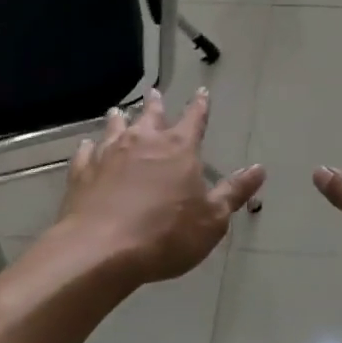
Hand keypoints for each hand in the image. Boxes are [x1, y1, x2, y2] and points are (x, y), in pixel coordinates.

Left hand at [58, 89, 264, 284]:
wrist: (101, 250)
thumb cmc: (166, 234)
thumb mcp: (212, 219)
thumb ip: (234, 192)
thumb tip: (259, 169)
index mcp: (179, 147)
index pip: (194, 118)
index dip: (200, 105)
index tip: (202, 92)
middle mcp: (144, 141)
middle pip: (151, 115)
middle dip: (155, 104)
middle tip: (154, 93)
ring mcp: (108, 154)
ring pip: (115, 127)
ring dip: (119, 118)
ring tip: (118, 111)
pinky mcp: (82, 172)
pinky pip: (85, 152)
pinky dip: (88, 147)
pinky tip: (86, 147)